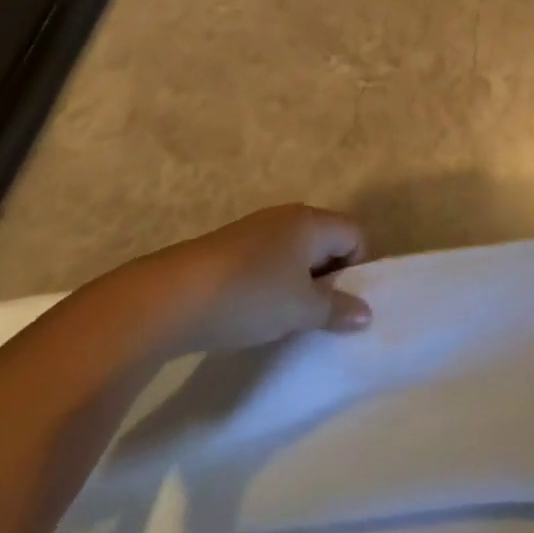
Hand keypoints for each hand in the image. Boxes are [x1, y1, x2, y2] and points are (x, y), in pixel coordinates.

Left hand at [113, 203, 371, 354]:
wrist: (167, 299)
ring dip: (297, 281)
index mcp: (311, 221)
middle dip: (328, 275)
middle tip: (316, 312)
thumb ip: (337, 309)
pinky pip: (265, 259)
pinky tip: (251, 310)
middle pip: (325, 240)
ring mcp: (253, 229)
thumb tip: (366, 314)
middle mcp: (286, 216)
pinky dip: (269, 282)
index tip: (341, 302)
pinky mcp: (225, 247)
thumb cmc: (250, 296)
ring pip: (293, 252)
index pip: (355, 234)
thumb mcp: (300, 310)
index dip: (357, 267)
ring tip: (283, 316)